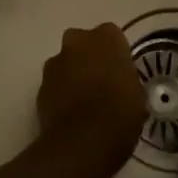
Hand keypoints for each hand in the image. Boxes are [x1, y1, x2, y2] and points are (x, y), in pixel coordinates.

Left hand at [36, 23, 146, 164]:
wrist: (83, 142)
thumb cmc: (120, 113)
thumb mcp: (137, 92)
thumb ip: (124, 77)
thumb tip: (118, 82)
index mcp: (106, 38)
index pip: (111, 35)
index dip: (115, 52)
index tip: (120, 69)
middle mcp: (77, 42)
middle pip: (82, 42)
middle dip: (88, 56)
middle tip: (100, 80)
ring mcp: (54, 64)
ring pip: (64, 62)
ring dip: (71, 74)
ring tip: (84, 100)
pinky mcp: (40, 87)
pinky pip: (54, 84)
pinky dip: (60, 93)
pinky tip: (71, 113)